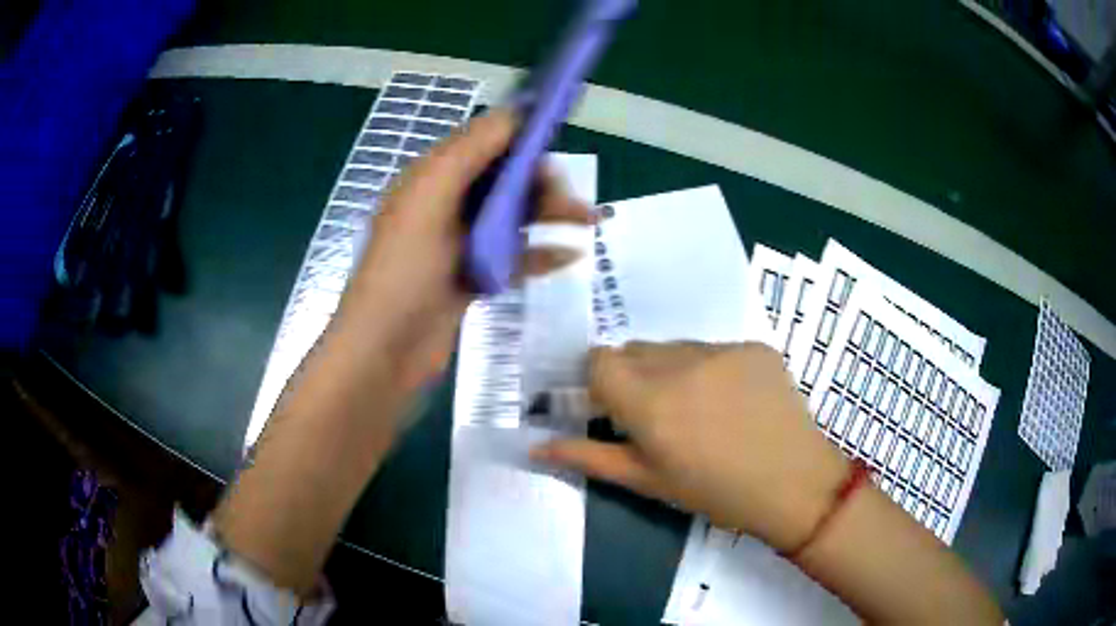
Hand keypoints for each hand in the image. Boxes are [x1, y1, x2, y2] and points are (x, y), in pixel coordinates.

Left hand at [333, 110, 592, 391]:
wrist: (386, 350)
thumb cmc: (404, 269)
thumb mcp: (431, 197)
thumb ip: (470, 150)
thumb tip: (514, 112)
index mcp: (432, 178)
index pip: (484, 144)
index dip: (521, 139)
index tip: (558, 146)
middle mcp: (445, 204)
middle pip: (504, 179)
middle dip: (541, 183)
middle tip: (574, 201)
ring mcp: (459, 243)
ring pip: (513, 217)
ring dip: (549, 214)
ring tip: (589, 222)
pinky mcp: (471, 277)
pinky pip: (512, 256)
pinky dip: (540, 254)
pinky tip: (570, 257)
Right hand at [533, 342, 850, 552]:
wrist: (795, 484)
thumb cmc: (715, 494)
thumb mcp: (648, 482)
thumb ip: (587, 457)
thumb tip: (534, 445)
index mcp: (649, 401)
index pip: (598, 360)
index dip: (599, 383)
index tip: (612, 410)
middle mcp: (682, 363)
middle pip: (635, 350)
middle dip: (634, 377)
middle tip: (658, 416)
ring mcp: (723, 349)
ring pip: (675, 347)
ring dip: (673, 371)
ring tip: (700, 410)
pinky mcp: (755, 346)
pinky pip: (716, 349)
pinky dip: (712, 369)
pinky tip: (734, 401)